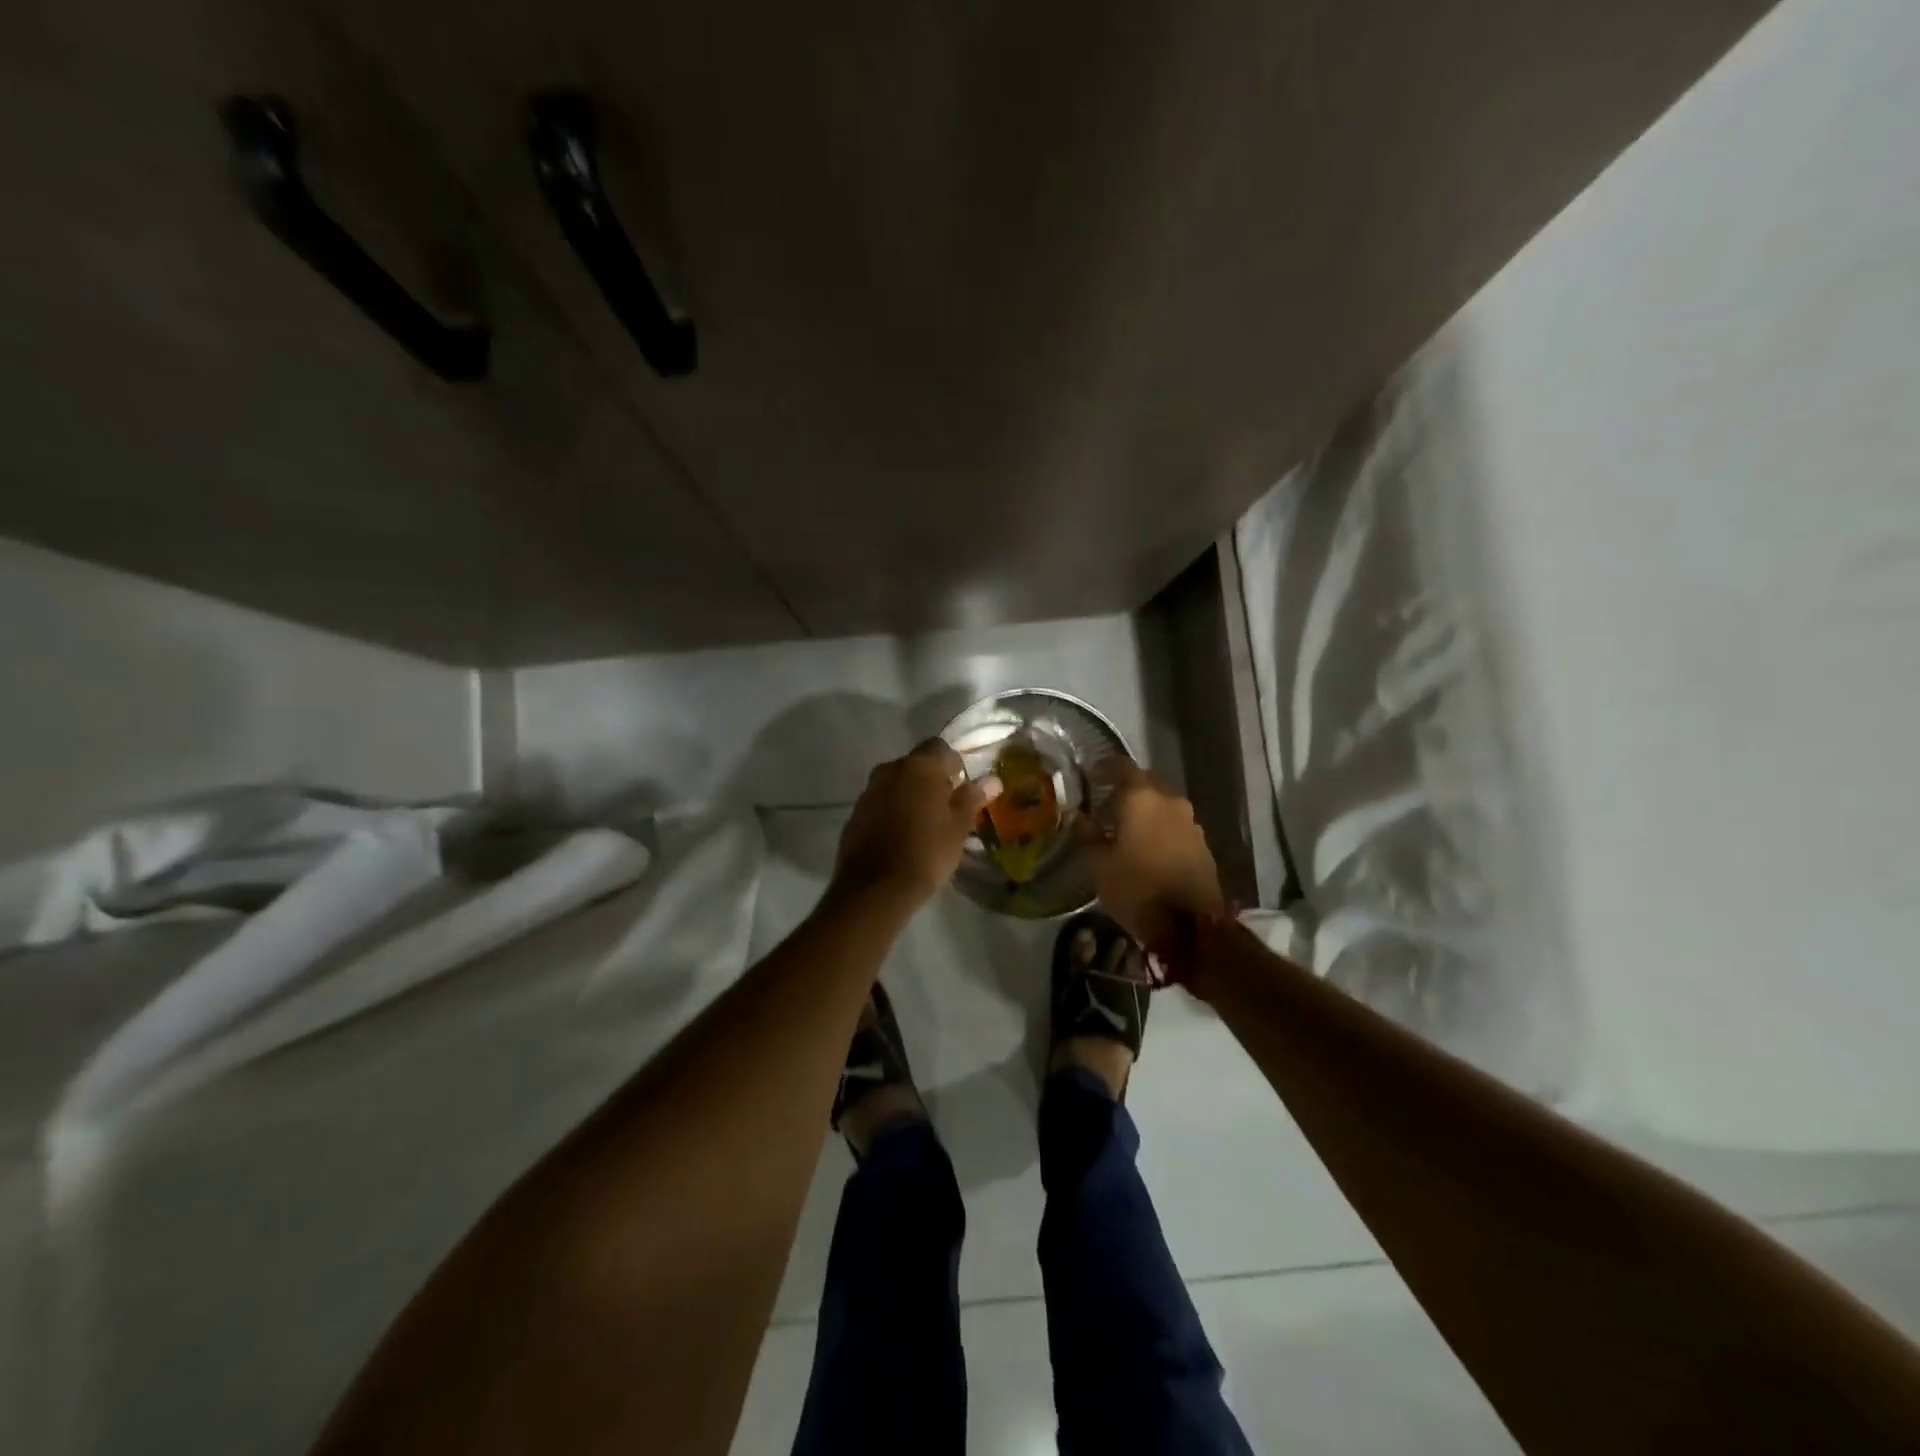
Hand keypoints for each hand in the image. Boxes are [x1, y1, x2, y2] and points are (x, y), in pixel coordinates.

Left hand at [832, 740, 996, 909]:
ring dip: (910, 795)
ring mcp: (869, 791)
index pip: (940, 747)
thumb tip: (992, 780)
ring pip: (897, 783)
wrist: (876, 888)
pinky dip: (892, 811)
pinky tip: (901, 836)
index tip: (962, 789)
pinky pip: (880, 803)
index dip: (954, 765)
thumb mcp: (958, 827)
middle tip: (946, 808)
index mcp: (919, 766)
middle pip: (916, 764)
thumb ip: (972, 798)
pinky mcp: (855, 813)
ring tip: (924, 824)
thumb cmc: (927, 851)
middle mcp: (890, 769)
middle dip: (931, 780)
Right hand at [1081, 757, 1225, 946]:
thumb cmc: (1137, 889)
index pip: (1121, 766)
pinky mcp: (1202, 843)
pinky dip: (1159, 827)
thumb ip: (1087, 835)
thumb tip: (1079, 818)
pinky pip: (1174, 824)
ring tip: (1124, 831)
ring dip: (1144, 810)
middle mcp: (1170, 801)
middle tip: (1105, 806)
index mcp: (1142, 798)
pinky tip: (1146, 847)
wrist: (1192, 926)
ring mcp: (1190, 821)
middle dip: (1125, 789)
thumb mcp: (1099, 865)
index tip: (1090, 775)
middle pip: (1145, 782)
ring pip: (1162, 803)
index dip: (1104, 768)